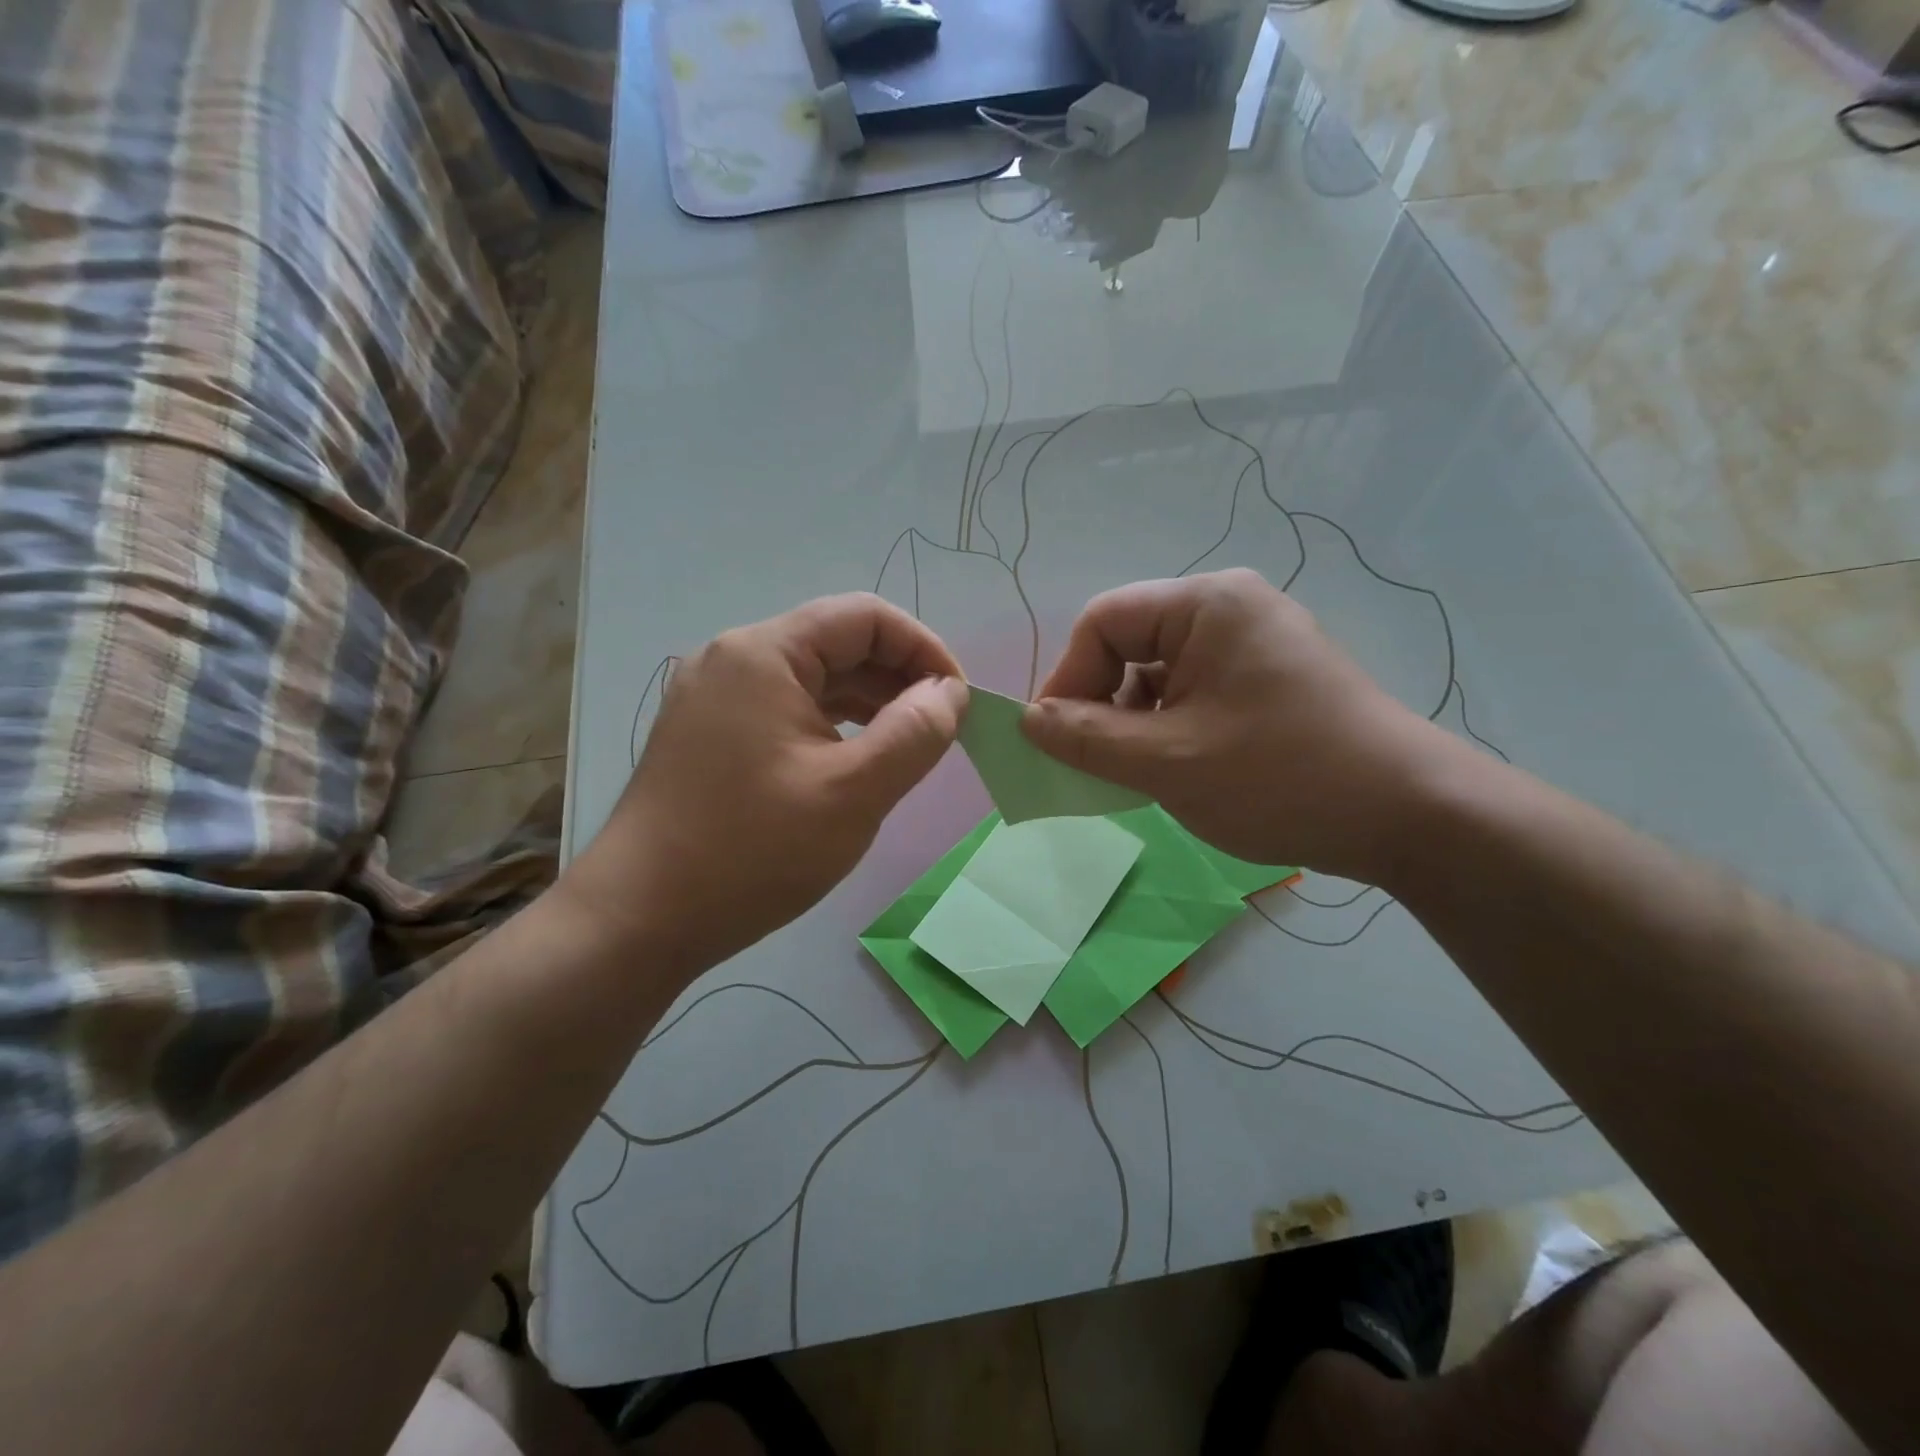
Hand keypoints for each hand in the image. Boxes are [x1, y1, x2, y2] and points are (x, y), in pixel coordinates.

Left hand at [560, 594, 967, 978]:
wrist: (639, 920)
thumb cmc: (752, 851)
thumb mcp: (853, 792)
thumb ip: (914, 733)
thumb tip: (949, 693)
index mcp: (764, 653)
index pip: (865, 617)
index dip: (924, 649)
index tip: (959, 701)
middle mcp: (734, 659)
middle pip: (837, 643)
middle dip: (899, 678)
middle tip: (942, 729)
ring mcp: (716, 698)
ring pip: (813, 679)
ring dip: (869, 703)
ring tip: (911, 745)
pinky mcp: (710, 734)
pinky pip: (787, 709)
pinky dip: (832, 725)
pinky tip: (858, 759)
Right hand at [1023, 570, 1461, 882]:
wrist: (1410, 817)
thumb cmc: (1281, 778)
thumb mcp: (1168, 762)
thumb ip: (1086, 738)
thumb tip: (1028, 721)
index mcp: (1207, 604)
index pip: (1103, 622)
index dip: (1067, 679)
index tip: (1055, 741)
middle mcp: (1230, 608)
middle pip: (1130, 643)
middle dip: (1102, 703)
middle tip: (1093, 763)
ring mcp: (1255, 643)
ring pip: (1160, 672)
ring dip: (1134, 721)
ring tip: (1136, 774)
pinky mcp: (1270, 678)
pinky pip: (1194, 690)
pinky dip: (1169, 727)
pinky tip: (1176, 769)